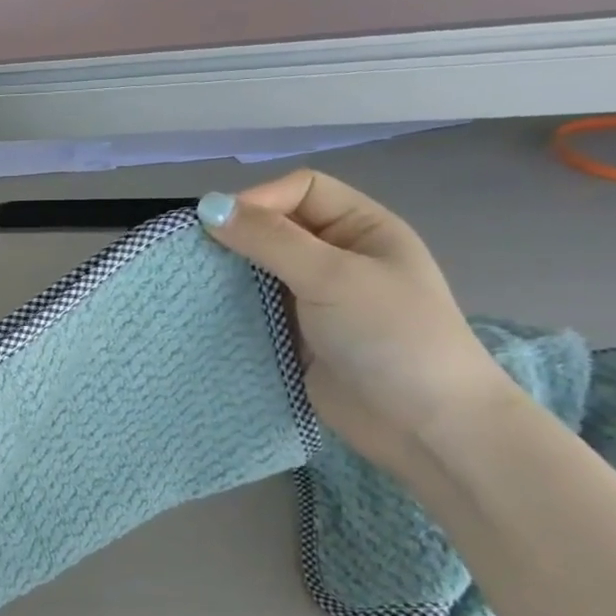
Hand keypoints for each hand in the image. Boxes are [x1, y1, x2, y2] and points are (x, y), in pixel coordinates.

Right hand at [198, 169, 516, 476]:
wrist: (423, 425)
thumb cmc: (391, 336)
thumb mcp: (332, 277)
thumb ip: (270, 240)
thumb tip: (208, 206)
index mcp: (361, 228)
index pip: (301, 190)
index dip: (258, 200)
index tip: (216, 228)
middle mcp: (336, 257)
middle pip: (274, 228)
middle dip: (235, 238)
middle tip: (193, 259)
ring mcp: (315, 299)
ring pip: (258, 271)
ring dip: (228, 275)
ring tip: (192, 287)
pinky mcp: (295, 336)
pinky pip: (254, 309)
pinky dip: (230, 308)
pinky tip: (204, 315)